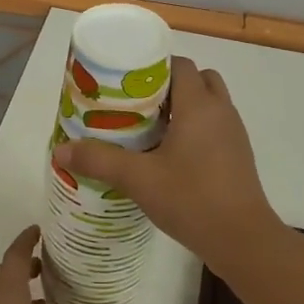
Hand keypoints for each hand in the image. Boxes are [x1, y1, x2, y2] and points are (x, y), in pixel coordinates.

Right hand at [53, 56, 277, 266]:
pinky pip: (214, 127)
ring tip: (148, 129)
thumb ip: (99, 161)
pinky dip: (194, 130)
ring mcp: (234, 134)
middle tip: (135, 105)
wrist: (242, 239)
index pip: (180, 64)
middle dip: (167, 86)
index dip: (153, 66)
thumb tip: (60, 151)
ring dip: (181, 109)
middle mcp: (221, 111)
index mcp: (199, 105)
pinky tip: (169, 155)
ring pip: (208, 104)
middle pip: (197, 79)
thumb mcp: (139, 179)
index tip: (125, 81)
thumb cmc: (192, 199)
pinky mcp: (238, 156)